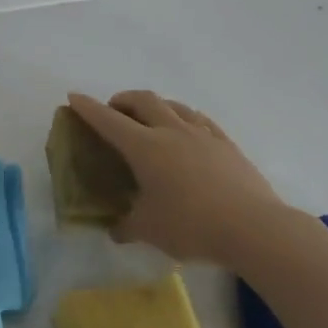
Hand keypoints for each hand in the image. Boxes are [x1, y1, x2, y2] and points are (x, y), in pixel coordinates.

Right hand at [66, 90, 304, 264]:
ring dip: (155, 105)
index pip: (108, 120)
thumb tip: (116, 230)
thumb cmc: (191, 225)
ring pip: (174, 105)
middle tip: (114, 111)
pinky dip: (184, 118)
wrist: (254, 228)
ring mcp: (202, 134)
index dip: (88, 108)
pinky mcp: (227, 144)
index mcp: (145, 147)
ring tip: (150, 118)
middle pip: (143, 100)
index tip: (74, 97)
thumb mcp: (150, 230)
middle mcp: (171, 131)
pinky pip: (200, 120)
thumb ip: (128, 226)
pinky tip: (188, 130)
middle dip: (123, 100)